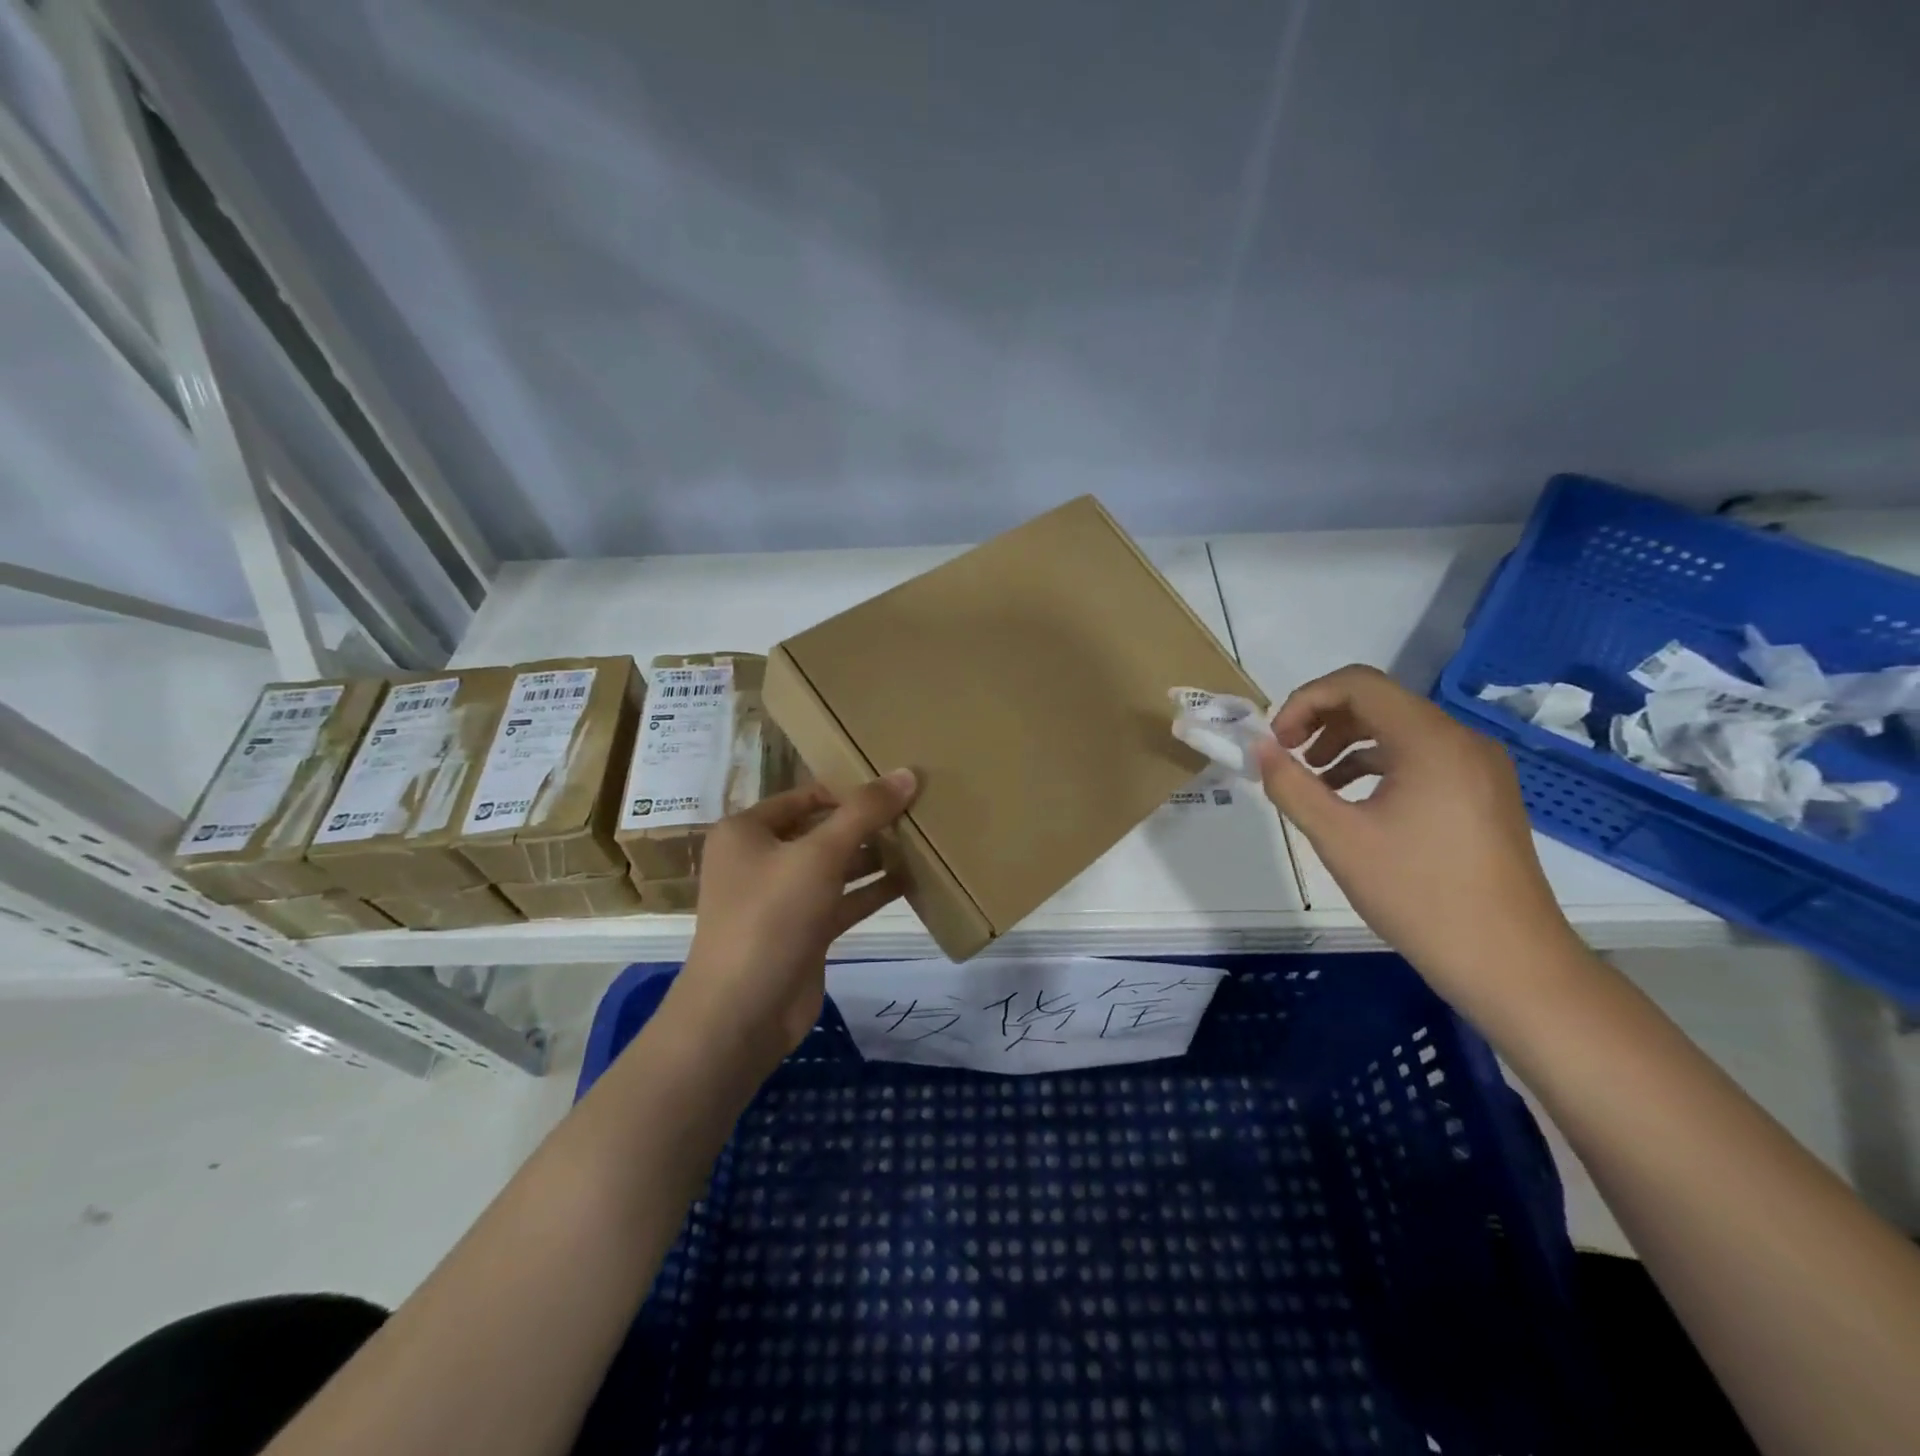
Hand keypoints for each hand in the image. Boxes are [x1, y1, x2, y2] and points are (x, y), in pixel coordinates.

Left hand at [671, 769, 917, 1068]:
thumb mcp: (819, 855)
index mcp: (747, 831)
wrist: (741, 1014)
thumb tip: (907, 773)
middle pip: (822, 829)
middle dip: (866, 823)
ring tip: (922, 841)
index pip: (806, 795)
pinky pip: (842, 900)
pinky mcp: (803, 932)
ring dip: (874, 856)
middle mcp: (761, 859)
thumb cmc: (770, 917)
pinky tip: (912, 880)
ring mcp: (782, 899)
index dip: (849, 790)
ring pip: (835, 866)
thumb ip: (865, 813)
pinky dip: (872, 891)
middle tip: (917, 812)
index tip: (896, 788)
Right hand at [1252, 665, 1580, 1013]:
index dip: (1304, 701)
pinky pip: (1420, 758)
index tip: (1276, 742)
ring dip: (1346, 743)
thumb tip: (1259, 749)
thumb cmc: (1418, 894)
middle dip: (1322, 721)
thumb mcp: (1339, 838)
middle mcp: (1460, 740)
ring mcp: (1478, 767)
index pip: (1356, 684)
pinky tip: (1352, 801)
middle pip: (1379, 702)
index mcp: (1430, 740)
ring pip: (1399, 730)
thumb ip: (1291, 785)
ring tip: (1312, 780)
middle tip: (1286, 758)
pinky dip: (1377, 765)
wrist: (1508, 962)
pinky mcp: (1483, 793)